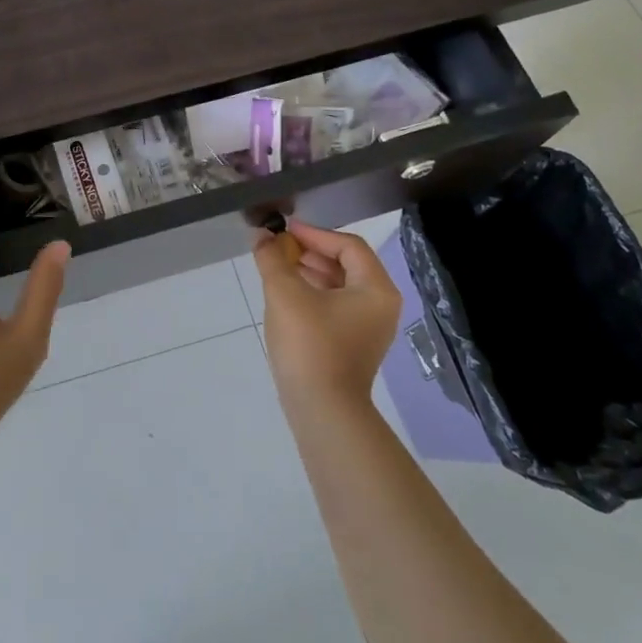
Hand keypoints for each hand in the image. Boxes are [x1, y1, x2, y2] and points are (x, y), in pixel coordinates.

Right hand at [254, 219, 401, 409]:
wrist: (322, 411)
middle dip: (309, 252)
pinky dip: (312, 294)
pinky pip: (335, 306)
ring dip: (309, 272)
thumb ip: (271, 258)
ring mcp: (369, 328)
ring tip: (277, 267)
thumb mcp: (285, 293)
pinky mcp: (353, 344)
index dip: (314, 234)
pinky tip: (286, 295)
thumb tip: (261, 234)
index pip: (348, 246)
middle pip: (346, 264)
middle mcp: (380, 305)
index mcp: (376, 289)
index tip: (283, 230)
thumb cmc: (309, 344)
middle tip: (277, 247)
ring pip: (339, 286)